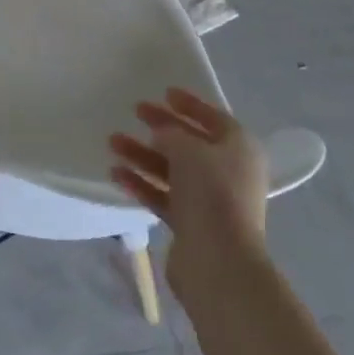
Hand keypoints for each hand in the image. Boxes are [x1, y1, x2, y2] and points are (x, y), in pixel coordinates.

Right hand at [109, 90, 268, 303]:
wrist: (219, 261)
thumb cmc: (211, 192)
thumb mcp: (188, 149)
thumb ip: (171, 133)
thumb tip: (162, 132)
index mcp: (240, 149)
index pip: (215, 118)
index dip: (190, 104)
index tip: (164, 92)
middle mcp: (229, 173)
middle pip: (191, 144)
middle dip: (161, 128)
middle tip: (135, 112)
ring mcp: (211, 201)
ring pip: (173, 170)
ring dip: (144, 155)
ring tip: (112, 142)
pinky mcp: (192, 225)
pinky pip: (164, 196)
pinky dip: (142, 184)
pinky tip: (116, 173)